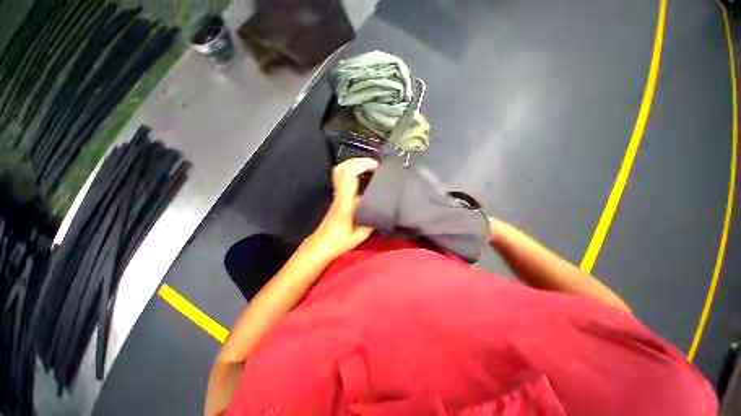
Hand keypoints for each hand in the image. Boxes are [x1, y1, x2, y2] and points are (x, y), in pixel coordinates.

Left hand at [305, 158, 378, 259]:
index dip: (362, 165)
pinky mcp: (337, 196)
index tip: (376, 167)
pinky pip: (342, 177)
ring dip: (355, 164)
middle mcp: (340, 194)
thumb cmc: (340, 241)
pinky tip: (363, 177)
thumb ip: (373, 219)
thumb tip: (384, 208)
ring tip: (369, 168)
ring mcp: (337, 194)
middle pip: (342, 168)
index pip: (349, 175)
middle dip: (359, 161)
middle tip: (374, 164)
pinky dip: (353, 171)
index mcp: (346, 202)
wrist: (322, 244)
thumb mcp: (362, 234)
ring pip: (340, 171)